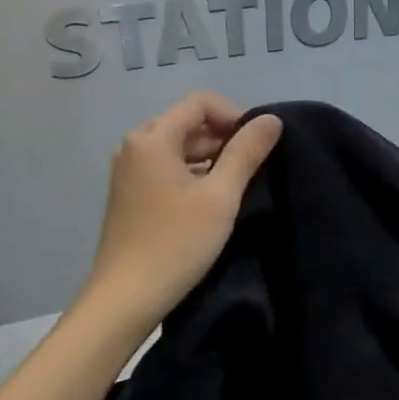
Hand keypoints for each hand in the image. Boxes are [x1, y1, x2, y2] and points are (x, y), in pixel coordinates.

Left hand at [82, 92, 282, 332]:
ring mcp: (128, 171)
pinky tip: (209, 203)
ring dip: (209, 158)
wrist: (127, 296)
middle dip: (223, 138)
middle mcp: (134, 146)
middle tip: (251, 168)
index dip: (234, 116)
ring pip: (177, 147)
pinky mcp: (129, 195)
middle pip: (186, 123)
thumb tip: (271, 120)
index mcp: (152, 138)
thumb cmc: (177, 242)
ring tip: (235, 187)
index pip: (199, 103)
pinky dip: (191, 174)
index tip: (256, 146)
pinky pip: (165, 168)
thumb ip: (246, 153)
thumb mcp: (221, 197)